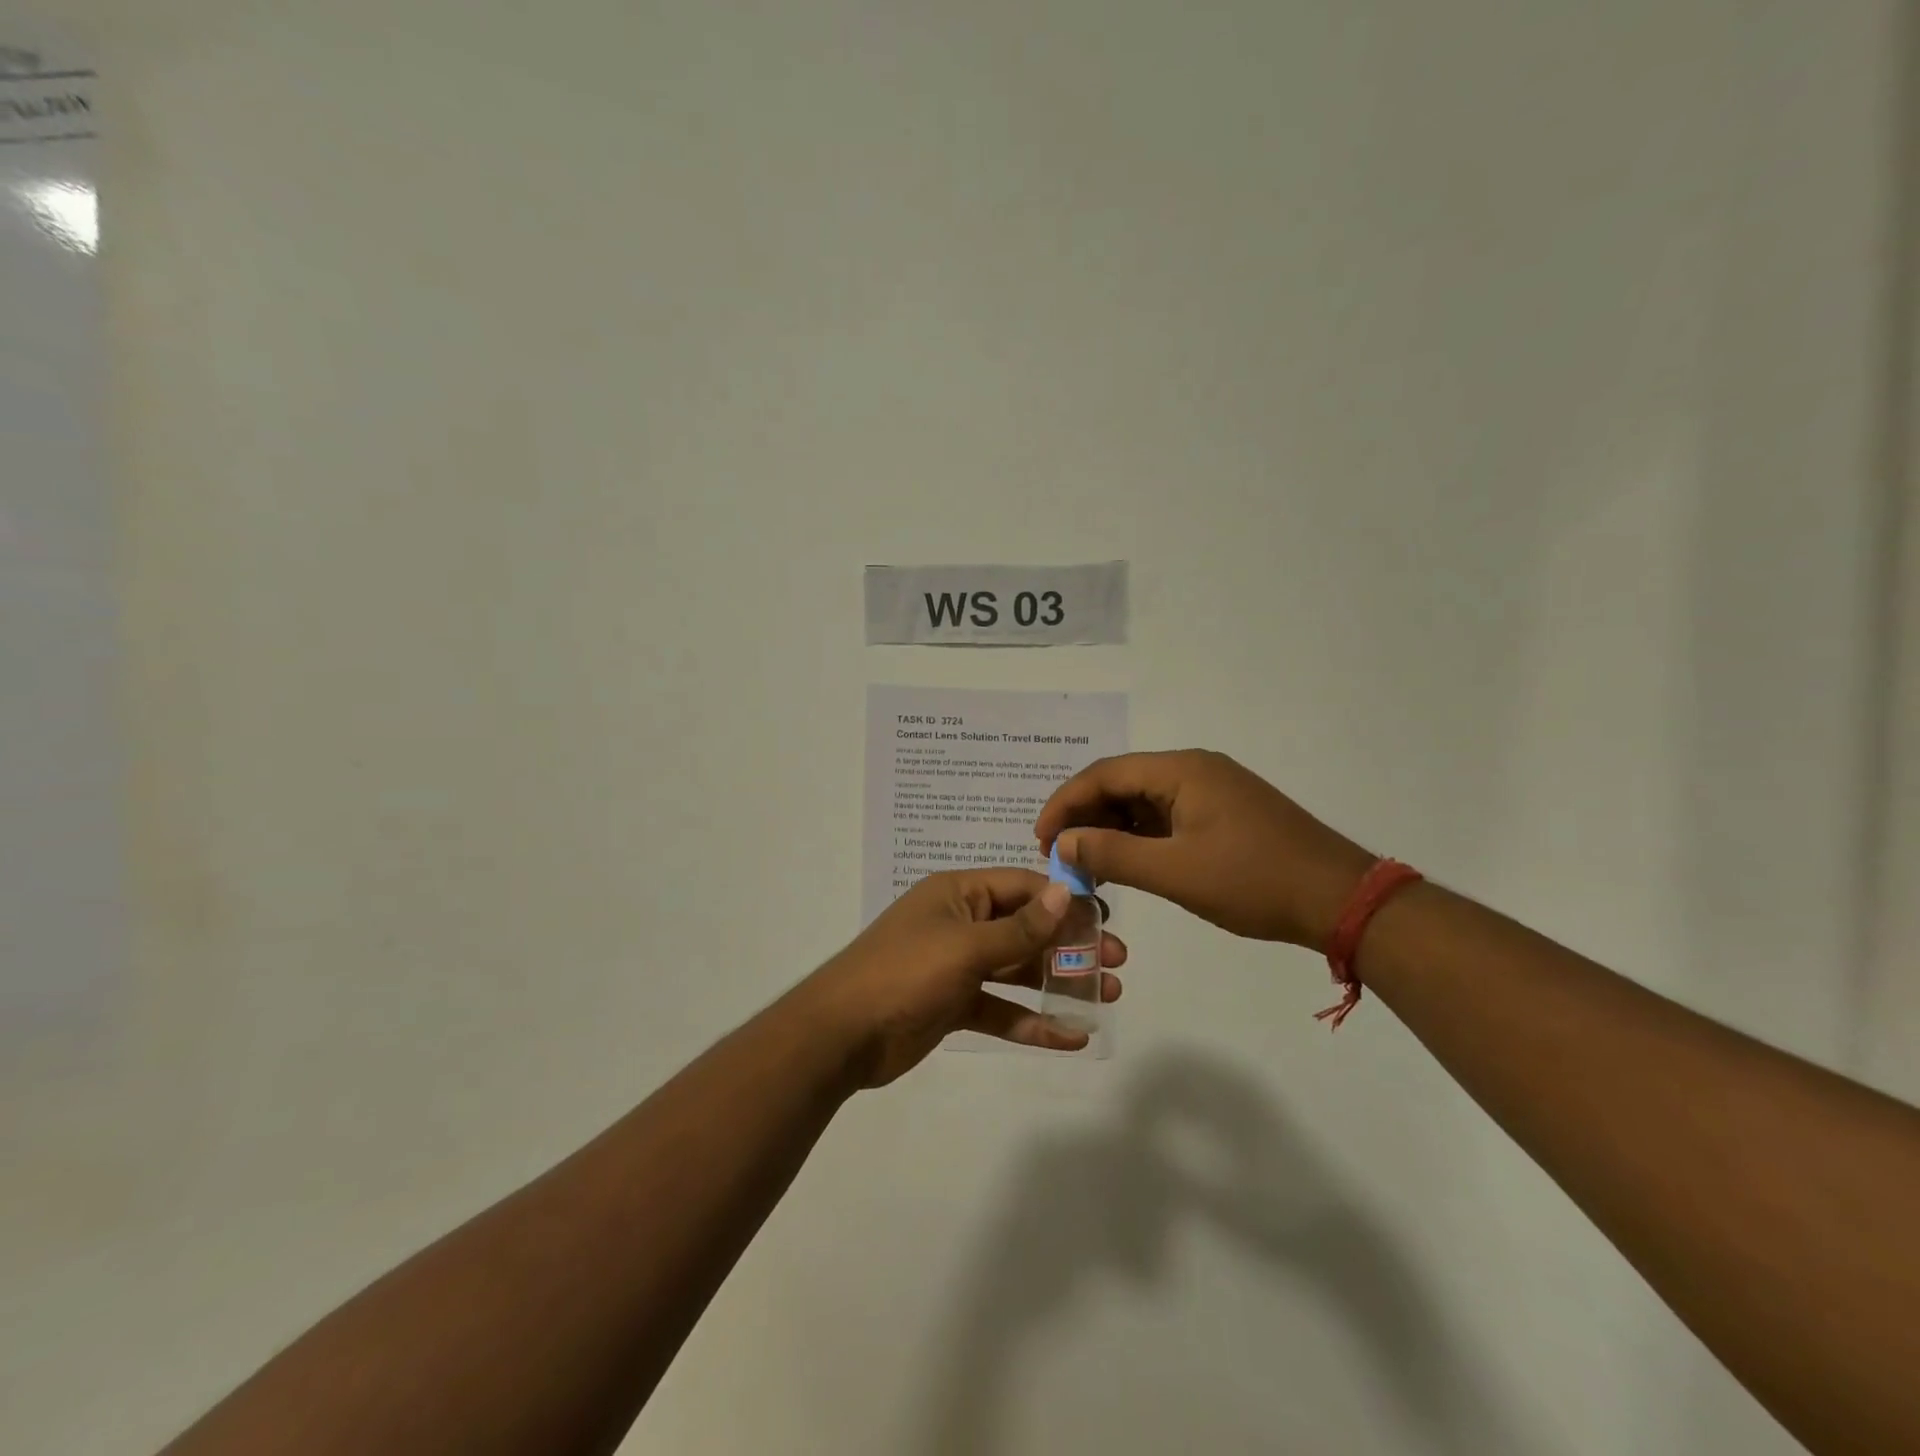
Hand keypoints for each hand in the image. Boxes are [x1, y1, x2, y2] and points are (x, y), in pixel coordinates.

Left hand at [806, 869, 1126, 1088]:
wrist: (841, 1035)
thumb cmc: (905, 973)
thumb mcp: (965, 946)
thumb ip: (1019, 928)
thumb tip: (1066, 893)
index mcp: (959, 894)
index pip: (1023, 887)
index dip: (1065, 900)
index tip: (1107, 918)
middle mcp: (961, 923)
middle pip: (1026, 929)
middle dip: (1070, 944)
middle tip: (1117, 962)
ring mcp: (957, 966)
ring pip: (1018, 970)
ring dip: (1059, 982)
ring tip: (1107, 996)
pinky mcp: (954, 1005)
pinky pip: (1001, 1009)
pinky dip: (1032, 1022)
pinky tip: (1071, 1037)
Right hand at [1034, 750, 1373, 950]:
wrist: (1340, 899)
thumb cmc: (1253, 881)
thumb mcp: (1174, 872)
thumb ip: (1112, 853)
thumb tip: (1063, 842)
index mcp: (1181, 770)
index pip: (1104, 774)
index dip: (1064, 804)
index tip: (1040, 840)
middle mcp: (1195, 769)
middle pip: (1122, 782)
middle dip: (1086, 816)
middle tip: (1060, 855)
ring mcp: (1213, 790)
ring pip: (1144, 800)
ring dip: (1112, 827)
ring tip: (1088, 862)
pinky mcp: (1226, 813)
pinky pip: (1168, 815)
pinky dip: (1140, 836)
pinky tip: (1128, 862)